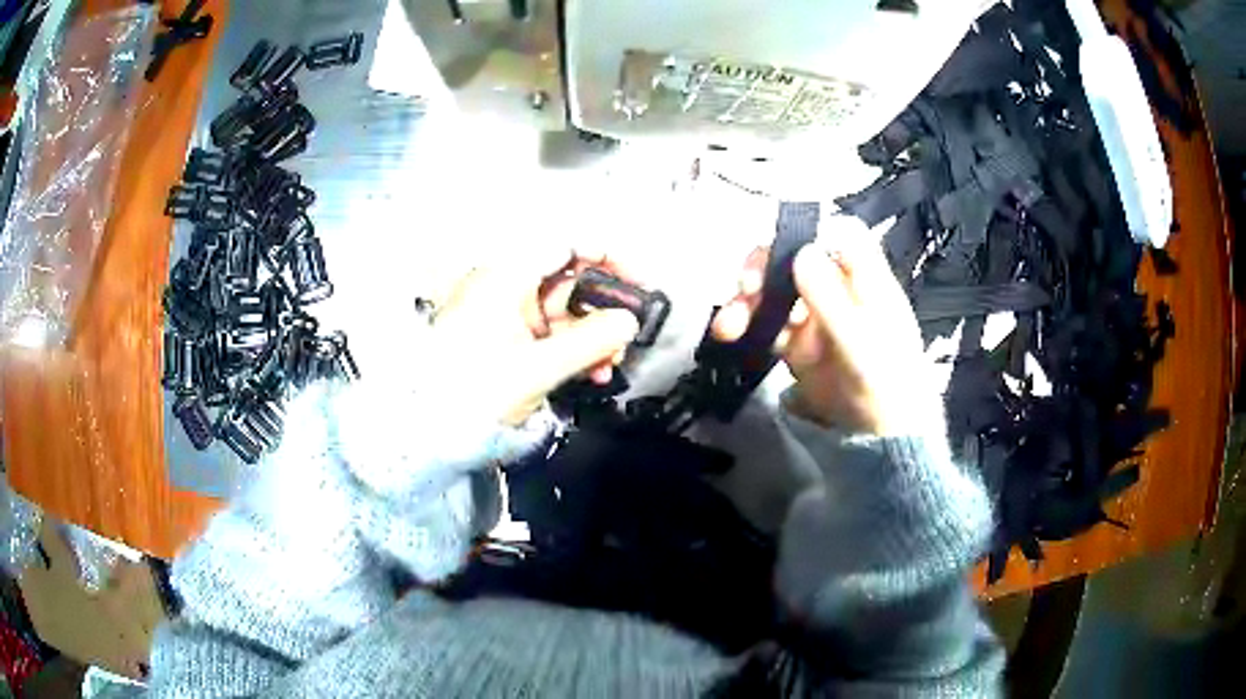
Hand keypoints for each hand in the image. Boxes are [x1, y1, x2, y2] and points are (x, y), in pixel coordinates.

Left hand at [429, 249, 639, 424]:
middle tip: (625, 340)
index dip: (608, 257)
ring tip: (607, 367)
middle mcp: (506, 286)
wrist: (427, 427)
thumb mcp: (538, 368)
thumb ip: (590, 342)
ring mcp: (506, 312)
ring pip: (563, 311)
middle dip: (603, 310)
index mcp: (506, 277)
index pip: (566, 245)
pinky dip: (572, 349)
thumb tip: (629, 321)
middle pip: (569, 280)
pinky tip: (590, 372)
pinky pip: (549, 333)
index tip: (637, 283)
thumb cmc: (475, 390)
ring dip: (592, 336)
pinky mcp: (506, 338)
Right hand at [712, 217, 931, 434]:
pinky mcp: (795, 343)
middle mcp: (838, 290)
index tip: (783, 245)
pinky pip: (766, 324)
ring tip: (728, 325)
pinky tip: (728, 333)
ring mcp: (815, 316)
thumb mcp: (861, 343)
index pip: (840, 236)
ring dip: (747, 300)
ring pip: (775, 291)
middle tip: (745, 285)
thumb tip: (803, 251)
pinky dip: (745, 325)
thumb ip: (832, 299)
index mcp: (865, 280)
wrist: (878, 438)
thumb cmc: (884, 385)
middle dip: (765, 268)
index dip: (812, 232)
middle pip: (797, 259)